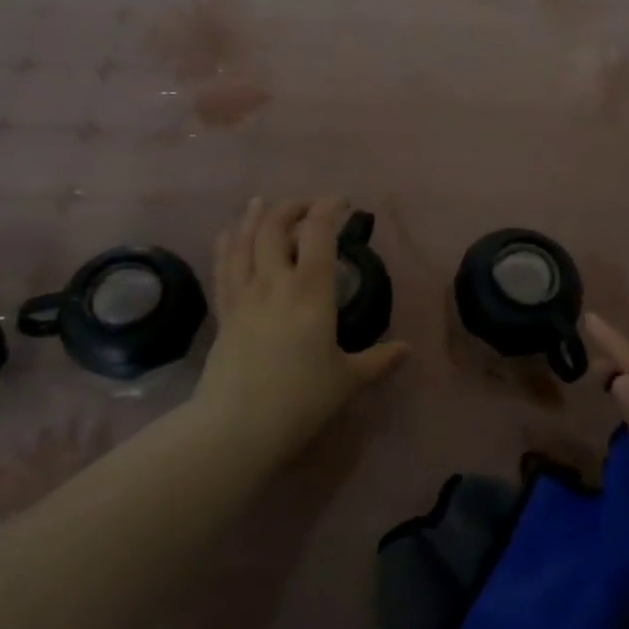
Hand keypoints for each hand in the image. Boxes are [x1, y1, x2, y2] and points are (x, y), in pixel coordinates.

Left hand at [193, 197, 408, 461]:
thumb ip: (378, 361)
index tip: (341, 202)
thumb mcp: (347, 381)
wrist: (237, 427)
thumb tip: (406, 350)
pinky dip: (226, 245)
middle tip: (306, 206)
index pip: (318, 234)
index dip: (328, 208)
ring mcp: (244, 296)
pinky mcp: (224, 313)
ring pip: (243, 241)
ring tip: (261, 203)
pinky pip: (222, 268)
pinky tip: (227, 234)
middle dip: (291, 208)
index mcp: (310, 292)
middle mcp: (274, 283)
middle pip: (274, 228)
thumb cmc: (300, 400)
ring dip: (254, 217)